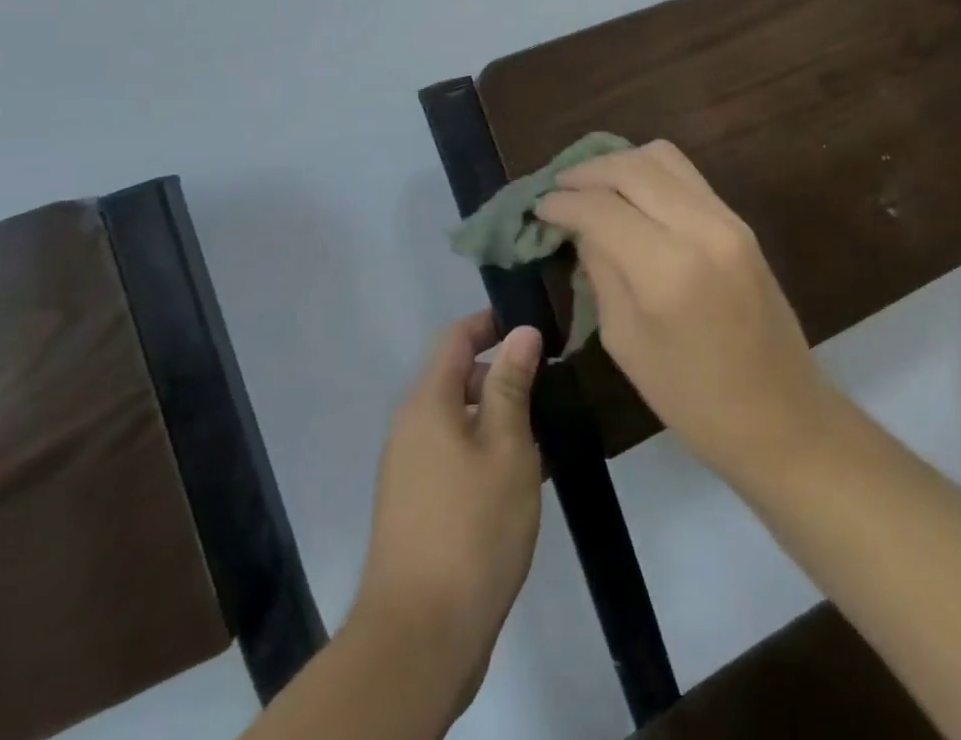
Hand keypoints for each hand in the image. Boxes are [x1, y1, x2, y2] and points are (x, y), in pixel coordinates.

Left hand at [349, 312, 543, 718]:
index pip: (455, 338)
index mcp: (426, 404)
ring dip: (497, 415)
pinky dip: (485, 449)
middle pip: (455, 377)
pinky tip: (524, 474)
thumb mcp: (506, 448)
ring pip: (457, 419)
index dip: (491, 323)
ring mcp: (409, 470)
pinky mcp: (417, 506)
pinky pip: (453, 455)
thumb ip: (512, 385)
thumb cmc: (472, 528)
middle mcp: (410, 428)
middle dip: (500, 372)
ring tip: (546, 427)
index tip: (534, 325)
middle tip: (550, 381)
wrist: (420, 638)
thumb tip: (521, 332)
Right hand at [536, 140, 830, 481]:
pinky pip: (687, 175)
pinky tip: (629, 194)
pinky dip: (650, 173)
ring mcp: (727, 218)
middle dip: (588, 171)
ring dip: (620, 163)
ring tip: (591, 185)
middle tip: (558, 188)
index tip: (538, 207)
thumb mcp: (626, 342)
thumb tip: (581, 227)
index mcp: (667, 268)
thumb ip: (601, 271)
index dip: (563, 202)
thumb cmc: (693, 399)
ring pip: (663, 157)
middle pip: (632, 167)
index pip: (601, 207)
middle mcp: (700, 227)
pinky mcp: (740, 221)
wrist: (781, 414)